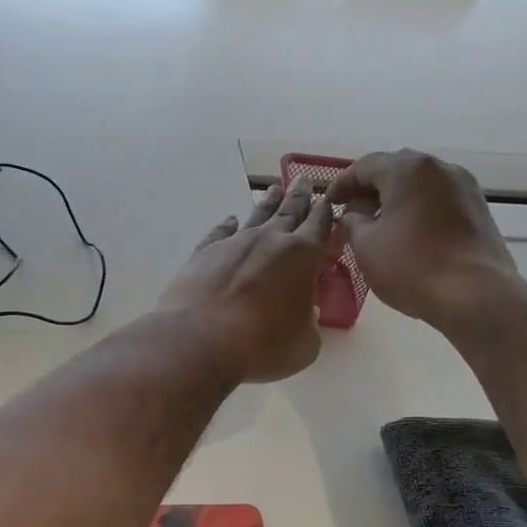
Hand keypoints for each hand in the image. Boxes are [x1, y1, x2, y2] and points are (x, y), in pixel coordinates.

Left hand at [156, 177, 335, 383]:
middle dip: (299, 196)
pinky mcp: (204, 253)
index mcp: (302, 256)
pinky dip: (228, 225)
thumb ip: (309, 324)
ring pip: (256, 215)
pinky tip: (230, 221)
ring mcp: (234, 243)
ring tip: (274, 190)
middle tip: (303, 180)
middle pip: (289, 211)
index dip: (325, 212)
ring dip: (267, 202)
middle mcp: (269, 240)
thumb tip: (303, 313)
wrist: (199, 340)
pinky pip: (220, 232)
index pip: (319, 225)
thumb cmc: (261, 346)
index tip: (327, 199)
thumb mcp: (304, 344)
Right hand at [328, 150, 518, 324]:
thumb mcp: (366, 246)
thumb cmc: (412, 267)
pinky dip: (417, 209)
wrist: (475, 294)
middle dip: (370, 189)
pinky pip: (438, 199)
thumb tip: (354, 215)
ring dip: (395, 199)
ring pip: (419, 184)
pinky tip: (407, 233)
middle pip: (395, 169)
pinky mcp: (477, 208)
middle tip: (352, 212)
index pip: (364, 166)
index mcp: (407, 170)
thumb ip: (352, 223)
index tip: (328, 204)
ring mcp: (463, 186)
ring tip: (378, 224)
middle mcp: (439, 167)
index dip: (342, 184)